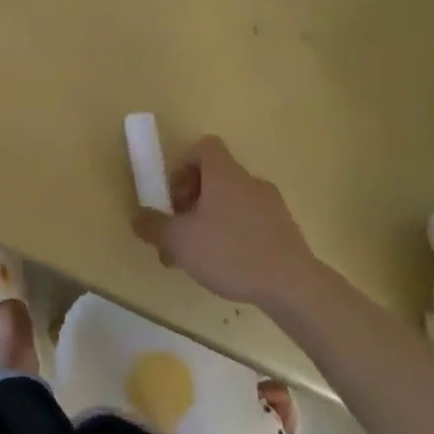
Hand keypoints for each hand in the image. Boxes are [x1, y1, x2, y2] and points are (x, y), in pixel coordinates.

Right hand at [132, 136, 320, 307]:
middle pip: (215, 178)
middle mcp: (249, 181)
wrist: (295, 287)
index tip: (175, 196)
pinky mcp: (286, 231)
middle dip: (192, 202)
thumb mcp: (181, 241)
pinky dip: (235, 236)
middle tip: (180, 233)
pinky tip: (229, 268)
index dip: (184, 166)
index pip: (204, 147)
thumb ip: (155, 227)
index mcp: (224, 174)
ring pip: (231, 203)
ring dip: (211, 222)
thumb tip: (138, 218)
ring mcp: (271, 206)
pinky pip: (251, 223)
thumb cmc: (232, 252)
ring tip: (199, 258)